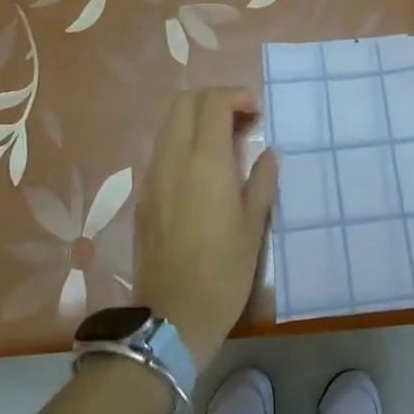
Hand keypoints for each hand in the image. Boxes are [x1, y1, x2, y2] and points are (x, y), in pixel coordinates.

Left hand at [132, 89, 278, 368]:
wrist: (172, 317)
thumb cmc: (224, 270)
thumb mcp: (253, 224)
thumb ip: (262, 180)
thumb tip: (268, 153)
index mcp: (204, 160)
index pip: (212, 102)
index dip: (236, 96)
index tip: (256, 112)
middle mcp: (173, 159)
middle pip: (183, 103)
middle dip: (212, 100)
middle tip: (239, 120)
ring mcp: (153, 177)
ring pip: (169, 125)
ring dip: (195, 120)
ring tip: (224, 144)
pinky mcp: (144, 197)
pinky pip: (162, 152)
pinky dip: (183, 144)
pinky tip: (203, 172)